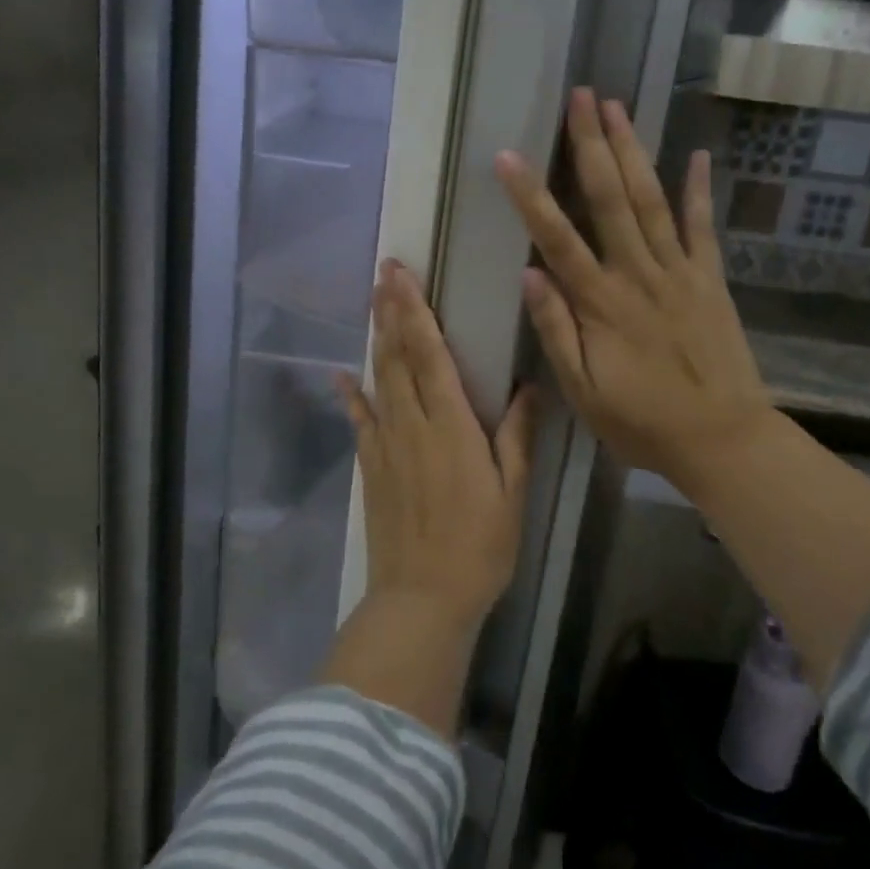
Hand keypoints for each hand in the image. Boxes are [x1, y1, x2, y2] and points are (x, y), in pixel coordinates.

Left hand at [337, 260, 535, 632]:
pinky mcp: (371, 465)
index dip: (415, 310)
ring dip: (376, 337)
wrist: (422, 598)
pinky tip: (341, 373)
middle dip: (391, 309)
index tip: (404, 276)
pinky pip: (359, 420)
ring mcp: (386, 443)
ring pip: (379, 377)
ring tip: (372, 302)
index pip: (430, 353)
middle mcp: (412, 423)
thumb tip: (528, 386)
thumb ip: (516, 436)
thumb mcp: (512, 492)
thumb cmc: (479, 546)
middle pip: (398, 355)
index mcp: (451, 424)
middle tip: (384, 271)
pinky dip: (350, 393)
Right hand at [495, 88, 773, 497]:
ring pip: (652, 200)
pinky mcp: (710, 280)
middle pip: (611, 199)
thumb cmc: (642, 421)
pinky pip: (703, 228)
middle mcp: (639, 273)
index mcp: (601, 302)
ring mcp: (680, 272)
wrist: (723, 439)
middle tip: (580, 97)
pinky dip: (699, 190)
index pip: (557, 238)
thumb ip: (556, 330)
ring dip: (633, 151)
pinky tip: (696, 155)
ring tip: (618, 107)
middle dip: (592, 144)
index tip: (507, 155)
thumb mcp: (583, 391)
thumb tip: (528, 273)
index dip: (530, 195)